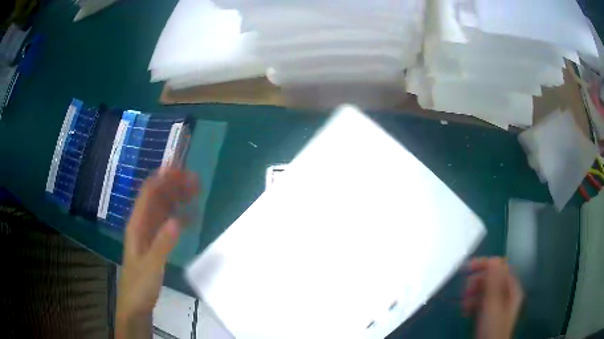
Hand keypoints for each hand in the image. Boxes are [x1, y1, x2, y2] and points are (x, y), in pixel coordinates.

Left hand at [116, 168, 198, 338]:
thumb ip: (163, 244)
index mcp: (136, 225)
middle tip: (195, 179)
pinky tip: (190, 216)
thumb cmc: (139, 286)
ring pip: (163, 209)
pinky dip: (178, 216)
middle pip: (157, 197)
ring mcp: (148, 234)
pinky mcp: (155, 244)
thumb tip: (178, 220)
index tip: (179, 168)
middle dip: (173, 185)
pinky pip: (167, 224)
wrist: (135, 305)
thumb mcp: (151, 266)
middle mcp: (141, 225)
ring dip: (177, 198)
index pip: (148, 194)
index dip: (161, 178)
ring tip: (195, 191)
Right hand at [463, 257, 523, 338]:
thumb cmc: (492, 326)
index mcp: (512, 289)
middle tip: (465, 289)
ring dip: (474, 293)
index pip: (501, 268)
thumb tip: (494, 259)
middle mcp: (507, 294)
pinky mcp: (490, 314)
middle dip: (478, 282)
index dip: (486, 265)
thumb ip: (494, 282)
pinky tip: (466, 310)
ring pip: (486, 291)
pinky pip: (482, 302)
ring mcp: (499, 305)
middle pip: (493, 279)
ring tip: (463, 302)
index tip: (469, 267)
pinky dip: (473, 303)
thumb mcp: (493, 304)